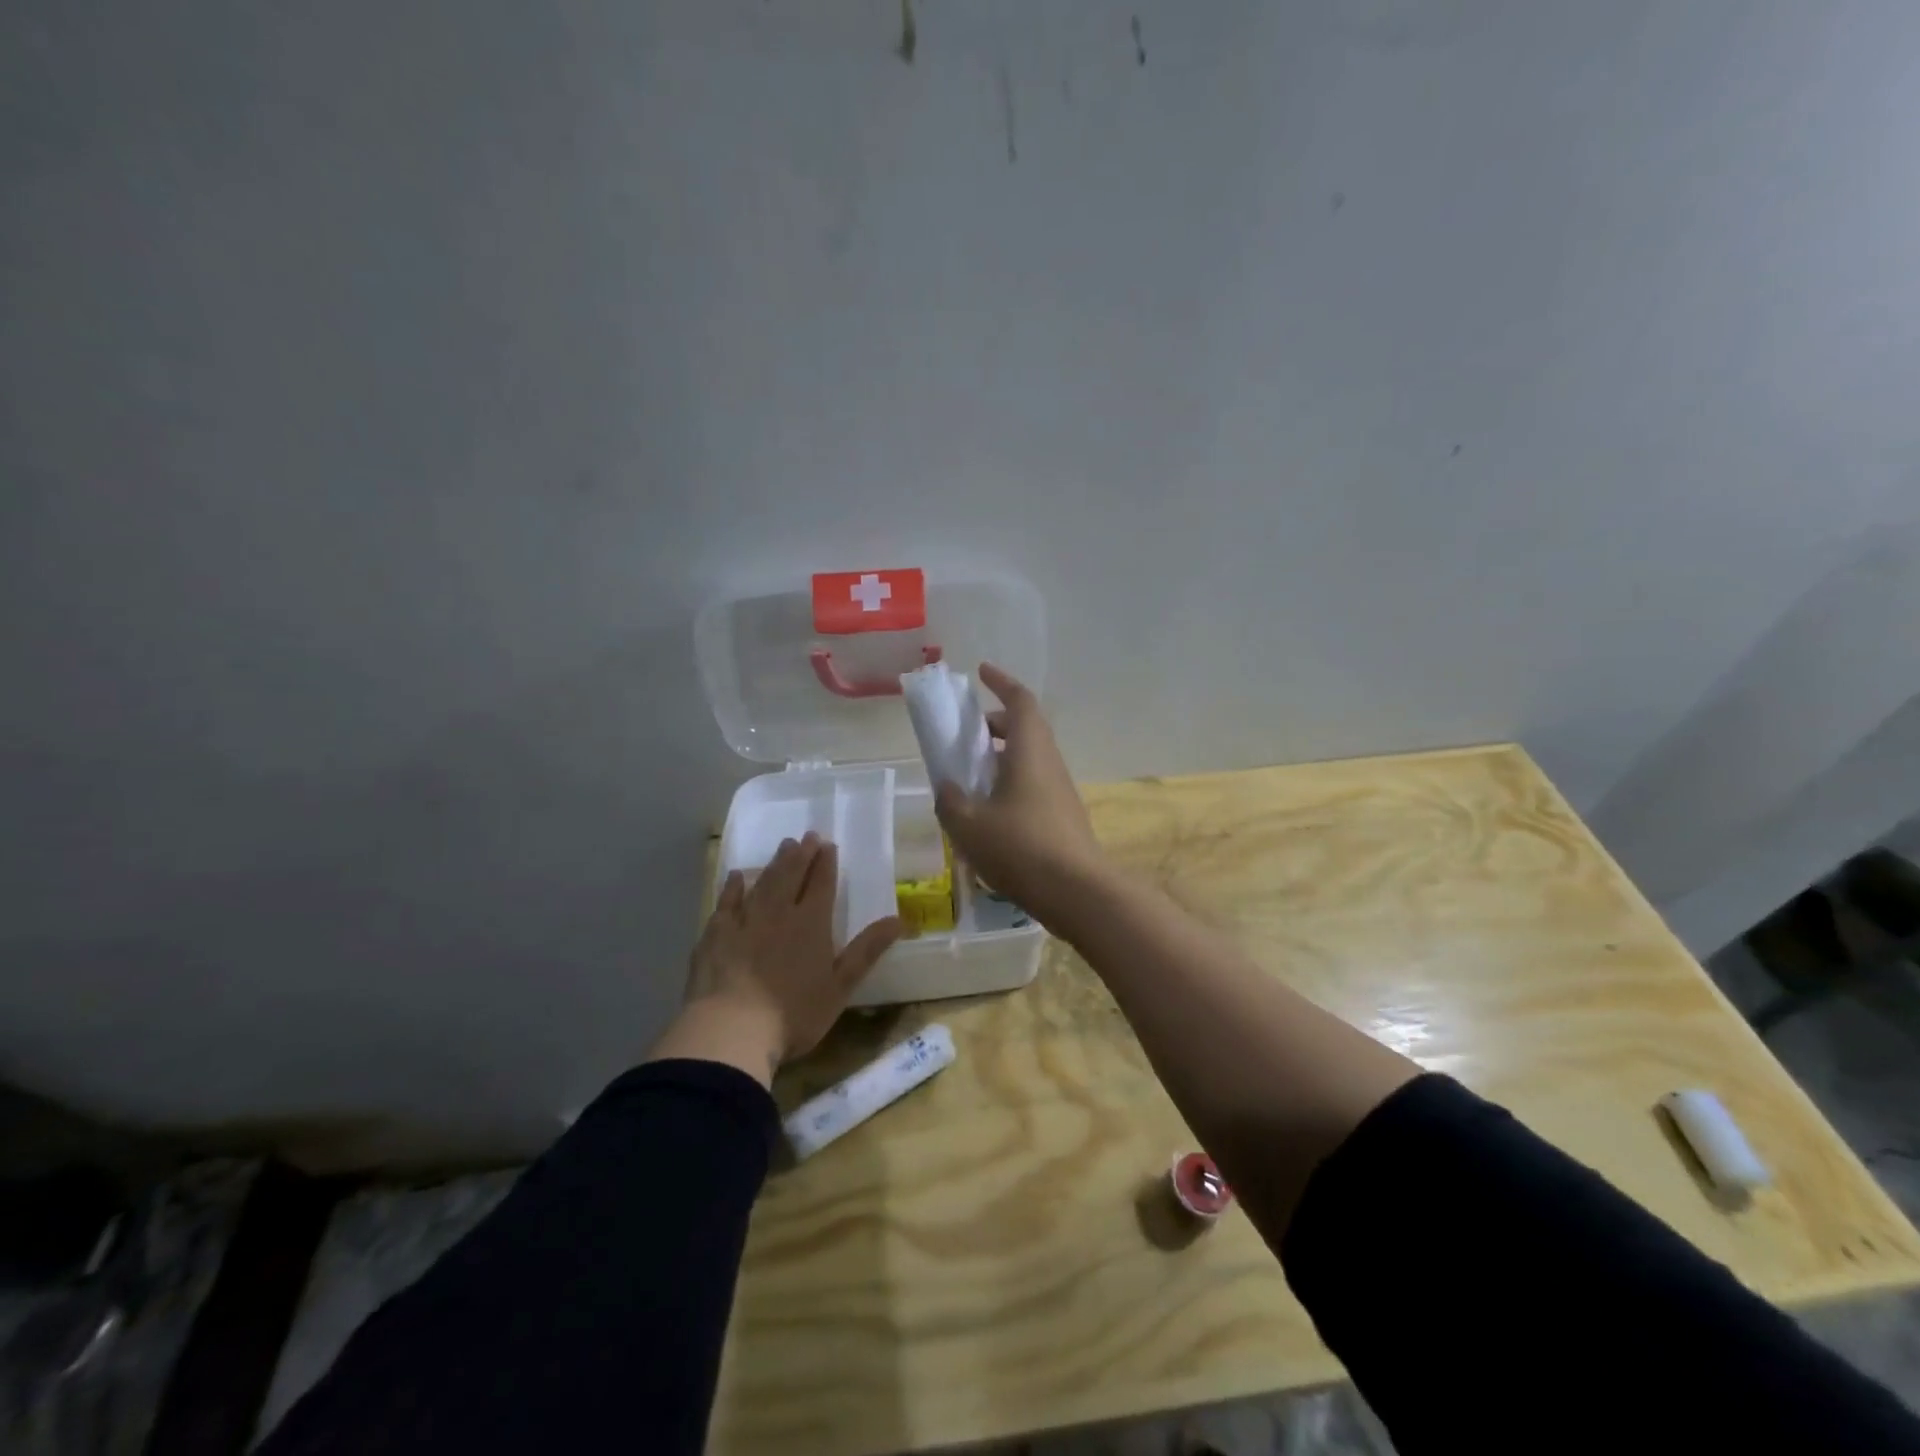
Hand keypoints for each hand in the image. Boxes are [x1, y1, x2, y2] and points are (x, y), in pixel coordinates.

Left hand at [651, 834, 901, 1084]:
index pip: (821, 885)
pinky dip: (733, 887)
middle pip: (791, 876)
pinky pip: (726, 902)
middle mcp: (779, 913)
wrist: (731, 1029)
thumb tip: (899, 920)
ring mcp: (744, 921)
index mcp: (811, 924)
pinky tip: (736, 877)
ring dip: (775, 863)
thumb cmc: (793, 1014)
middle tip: (807, 836)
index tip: (828, 845)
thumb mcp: (840, 987)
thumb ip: (867, 951)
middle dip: (802, 855)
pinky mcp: (715, 934)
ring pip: (762, 883)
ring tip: (783, 846)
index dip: (826, 863)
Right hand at [933, 663, 1107, 926]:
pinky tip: (989, 814)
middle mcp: (1049, 763)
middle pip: (1025, 729)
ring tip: (970, 777)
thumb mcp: (968, 824)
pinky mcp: (1063, 817)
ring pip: (1029, 759)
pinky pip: (1033, 785)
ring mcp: (1060, 791)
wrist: (1077, 892)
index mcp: (1029, 751)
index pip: (1020, 701)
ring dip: (1001, 757)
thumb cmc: (1020, 848)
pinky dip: (1010, 784)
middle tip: (966, 735)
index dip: (1001, 681)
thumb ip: (951, 800)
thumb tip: (947, 788)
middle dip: (995, 724)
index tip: (982, 671)